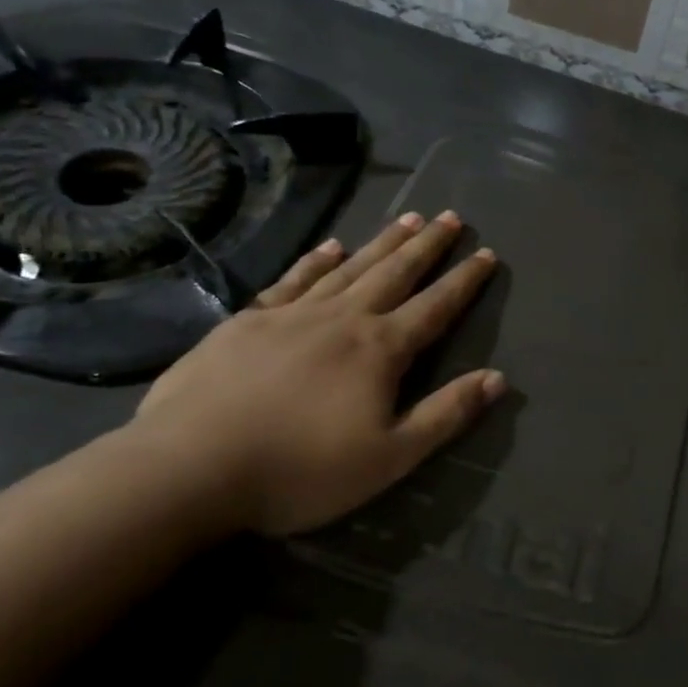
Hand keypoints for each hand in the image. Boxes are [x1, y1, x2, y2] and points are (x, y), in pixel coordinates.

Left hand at [135, 210, 502, 536]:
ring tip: (407, 218)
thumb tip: (498, 378)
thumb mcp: (389, 457)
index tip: (487, 253)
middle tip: (450, 216)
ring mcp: (293, 314)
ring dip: (382, 242)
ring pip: (350, 267)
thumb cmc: (300, 470)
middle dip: (427, 245)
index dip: (465, 281)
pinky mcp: (248, 321)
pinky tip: (331, 245)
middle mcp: (343, 318)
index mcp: (380, 350)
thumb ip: (446, 414)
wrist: (190, 467)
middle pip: (396, 273)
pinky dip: (316, 259)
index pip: (435, 307)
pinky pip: (294, 279)